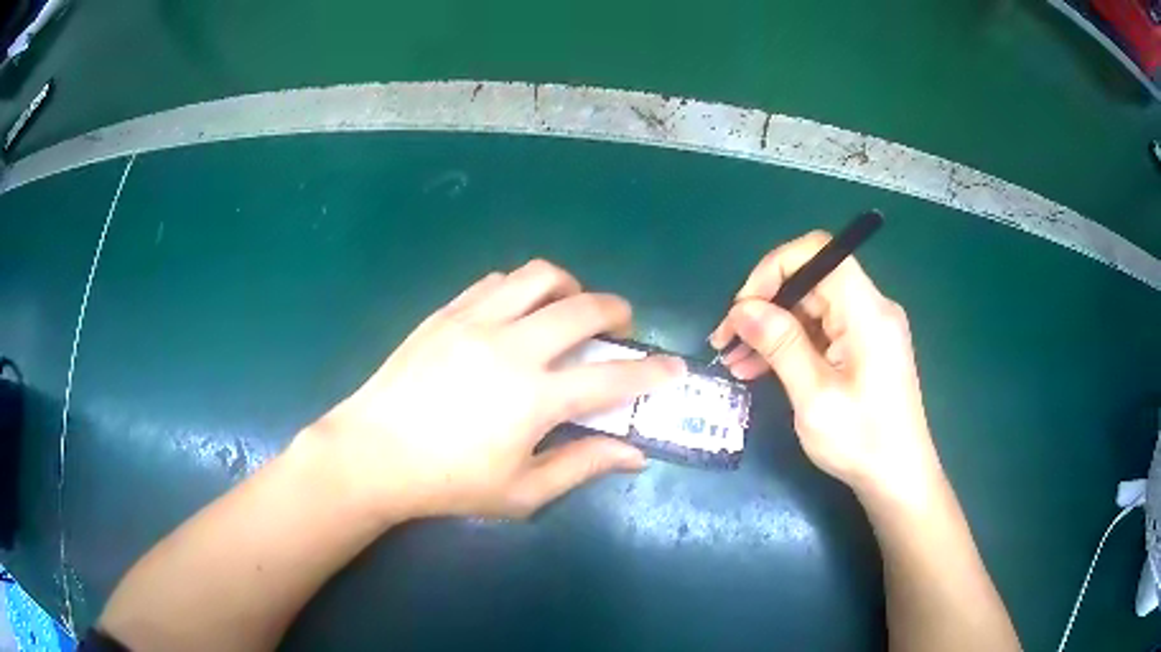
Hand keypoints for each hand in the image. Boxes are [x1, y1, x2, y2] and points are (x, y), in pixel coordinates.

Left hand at [298, 260, 683, 521]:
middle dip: (617, 310)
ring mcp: (475, 322)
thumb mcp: (521, 491)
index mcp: (535, 398)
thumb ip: (581, 466)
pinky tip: (518, 310)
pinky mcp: (446, 313)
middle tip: (621, 324)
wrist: (372, 453)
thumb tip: (633, 455)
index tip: (674, 368)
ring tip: (569, 306)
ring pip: (539, 277)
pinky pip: (496, 282)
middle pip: (583, 308)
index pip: (613, 378)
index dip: (652, 372)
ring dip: (568, 286)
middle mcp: (512, 347)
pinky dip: (521, 288)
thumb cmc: (447, 482)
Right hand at [710, 232, 942, 503]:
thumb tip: (742, 309)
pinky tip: (760, 369)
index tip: (743, 307)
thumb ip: (781, 346)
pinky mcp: (864, 348)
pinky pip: (821, 331)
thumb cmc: (861, 441)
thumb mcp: (815, 397)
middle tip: (727, 341)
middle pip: (811, 281)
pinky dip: (790, 345)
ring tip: (735, 361)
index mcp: (867, 311)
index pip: (818, 253)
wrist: (899, 478)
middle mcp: (871, 309)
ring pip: (811, 307)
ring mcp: (868, 328)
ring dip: (772, 329)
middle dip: (765, 305)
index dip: (774, 268)